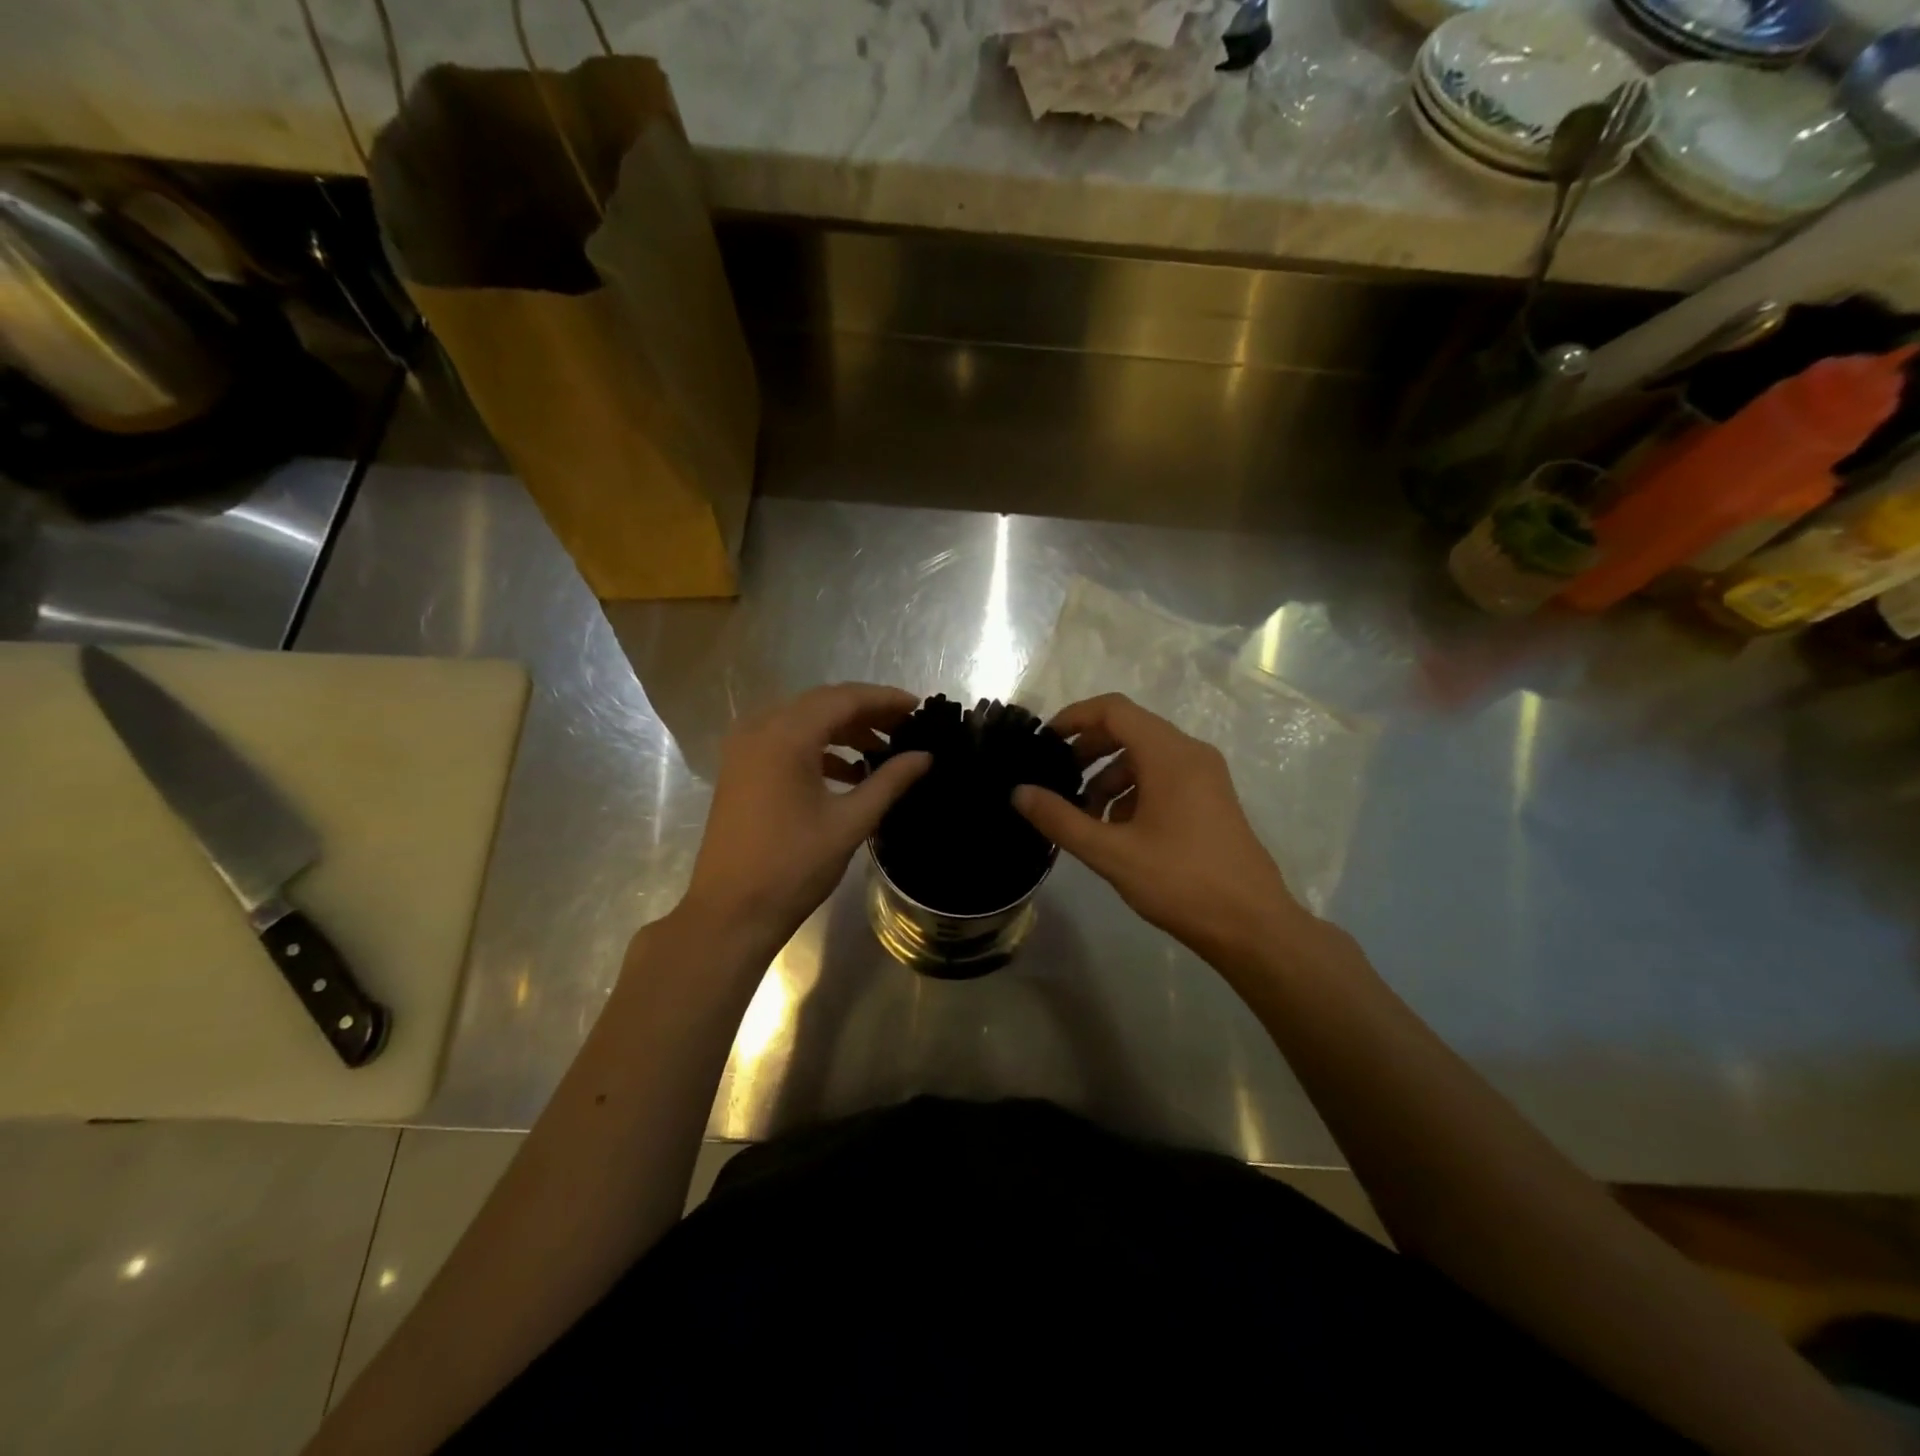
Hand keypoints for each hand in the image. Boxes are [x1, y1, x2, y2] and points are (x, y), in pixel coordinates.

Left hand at [681, 684, 930, 949]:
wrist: (731, 912)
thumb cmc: (793, 866)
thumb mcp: (850, 822)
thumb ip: (889, 782)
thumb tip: (924, 756)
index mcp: (786, 736)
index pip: (844, 699)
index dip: (885, 699)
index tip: (919, 707)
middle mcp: (760, 729)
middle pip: (821, 704)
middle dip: (865, 711)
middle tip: (905, 726)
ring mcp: (744, 749)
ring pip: (802, 721)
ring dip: (842, 730)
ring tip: (881, 750)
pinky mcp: (739, 769)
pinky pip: (784, 741)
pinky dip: (818, 748)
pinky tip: (847, 771)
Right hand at [1012, 693, 1311, 966]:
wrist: (1252, 925)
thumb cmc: (1180, 882)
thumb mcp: (1110, 853)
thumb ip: (1061, 819)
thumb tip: (1019, 793)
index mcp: (1169, 754)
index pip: (1113, 709)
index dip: (1074, 717)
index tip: (1044, 742)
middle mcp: (1190, 753)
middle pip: (1129, 729)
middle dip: (1088, 749)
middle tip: (1058, 780)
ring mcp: (1206, 776)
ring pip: (1146, 756)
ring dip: (1109, 775)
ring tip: (1085, 815)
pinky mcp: (1211, 799)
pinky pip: (1164, 776)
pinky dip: (1133, 790)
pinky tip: (1118, 830)